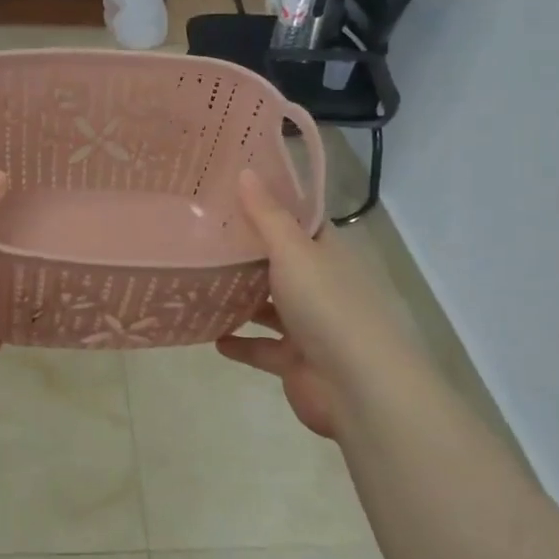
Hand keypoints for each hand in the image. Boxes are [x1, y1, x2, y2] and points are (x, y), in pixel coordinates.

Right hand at [216, 168, 412, 438]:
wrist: (360, 388)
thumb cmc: (328, 307)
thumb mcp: (294, 251)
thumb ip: (266, 215)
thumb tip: (246, 171)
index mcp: (326, 253)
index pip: (296, 221)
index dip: (266, 205)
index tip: (226, 192)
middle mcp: (319, 284)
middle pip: (278, 263)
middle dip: (244, 253)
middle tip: (198, 234)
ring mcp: (308, 326)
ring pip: (268, 306)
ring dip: (239, 298)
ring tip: (197, 282)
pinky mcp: (295, 362)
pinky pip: (261, 348)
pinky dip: (239, 343)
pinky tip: (211, 335)